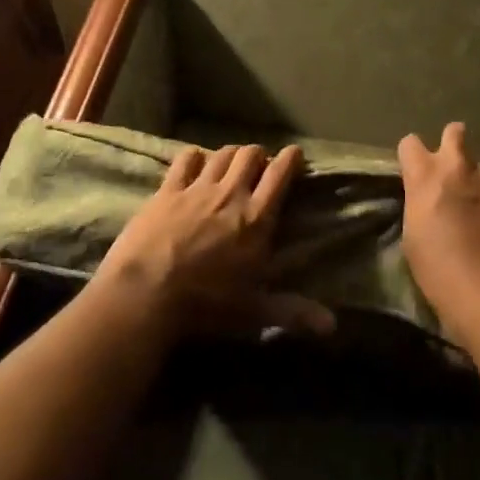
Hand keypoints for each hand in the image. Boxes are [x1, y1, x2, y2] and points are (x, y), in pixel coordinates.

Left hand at [94, 143, 334, 339]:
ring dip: (231, 154)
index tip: (295, 154)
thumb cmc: (206, 304)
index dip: (291, 159)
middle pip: (251, 155)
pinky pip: (185, 160)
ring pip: (221, 153)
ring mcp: (197, 189)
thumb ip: (294, 312)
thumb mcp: (254, 311)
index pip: (281, 174)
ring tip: (231, 164)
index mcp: (258, 218)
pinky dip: (194, 157)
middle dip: (259, 155)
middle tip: (260, 166)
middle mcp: (231, 194)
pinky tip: (195, 163)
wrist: (146, 294)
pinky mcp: (167, 191)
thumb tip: (333, 325)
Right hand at [397, 123, 479, 332]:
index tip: (420, 171)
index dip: (415, 157)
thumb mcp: (415, 237)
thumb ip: (423, 205)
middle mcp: (461, 165)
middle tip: (460, 175)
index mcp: (426, 176)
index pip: (410, 144)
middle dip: (455, 145)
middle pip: (454, 133)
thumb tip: (435, 200)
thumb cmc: (443, 274)